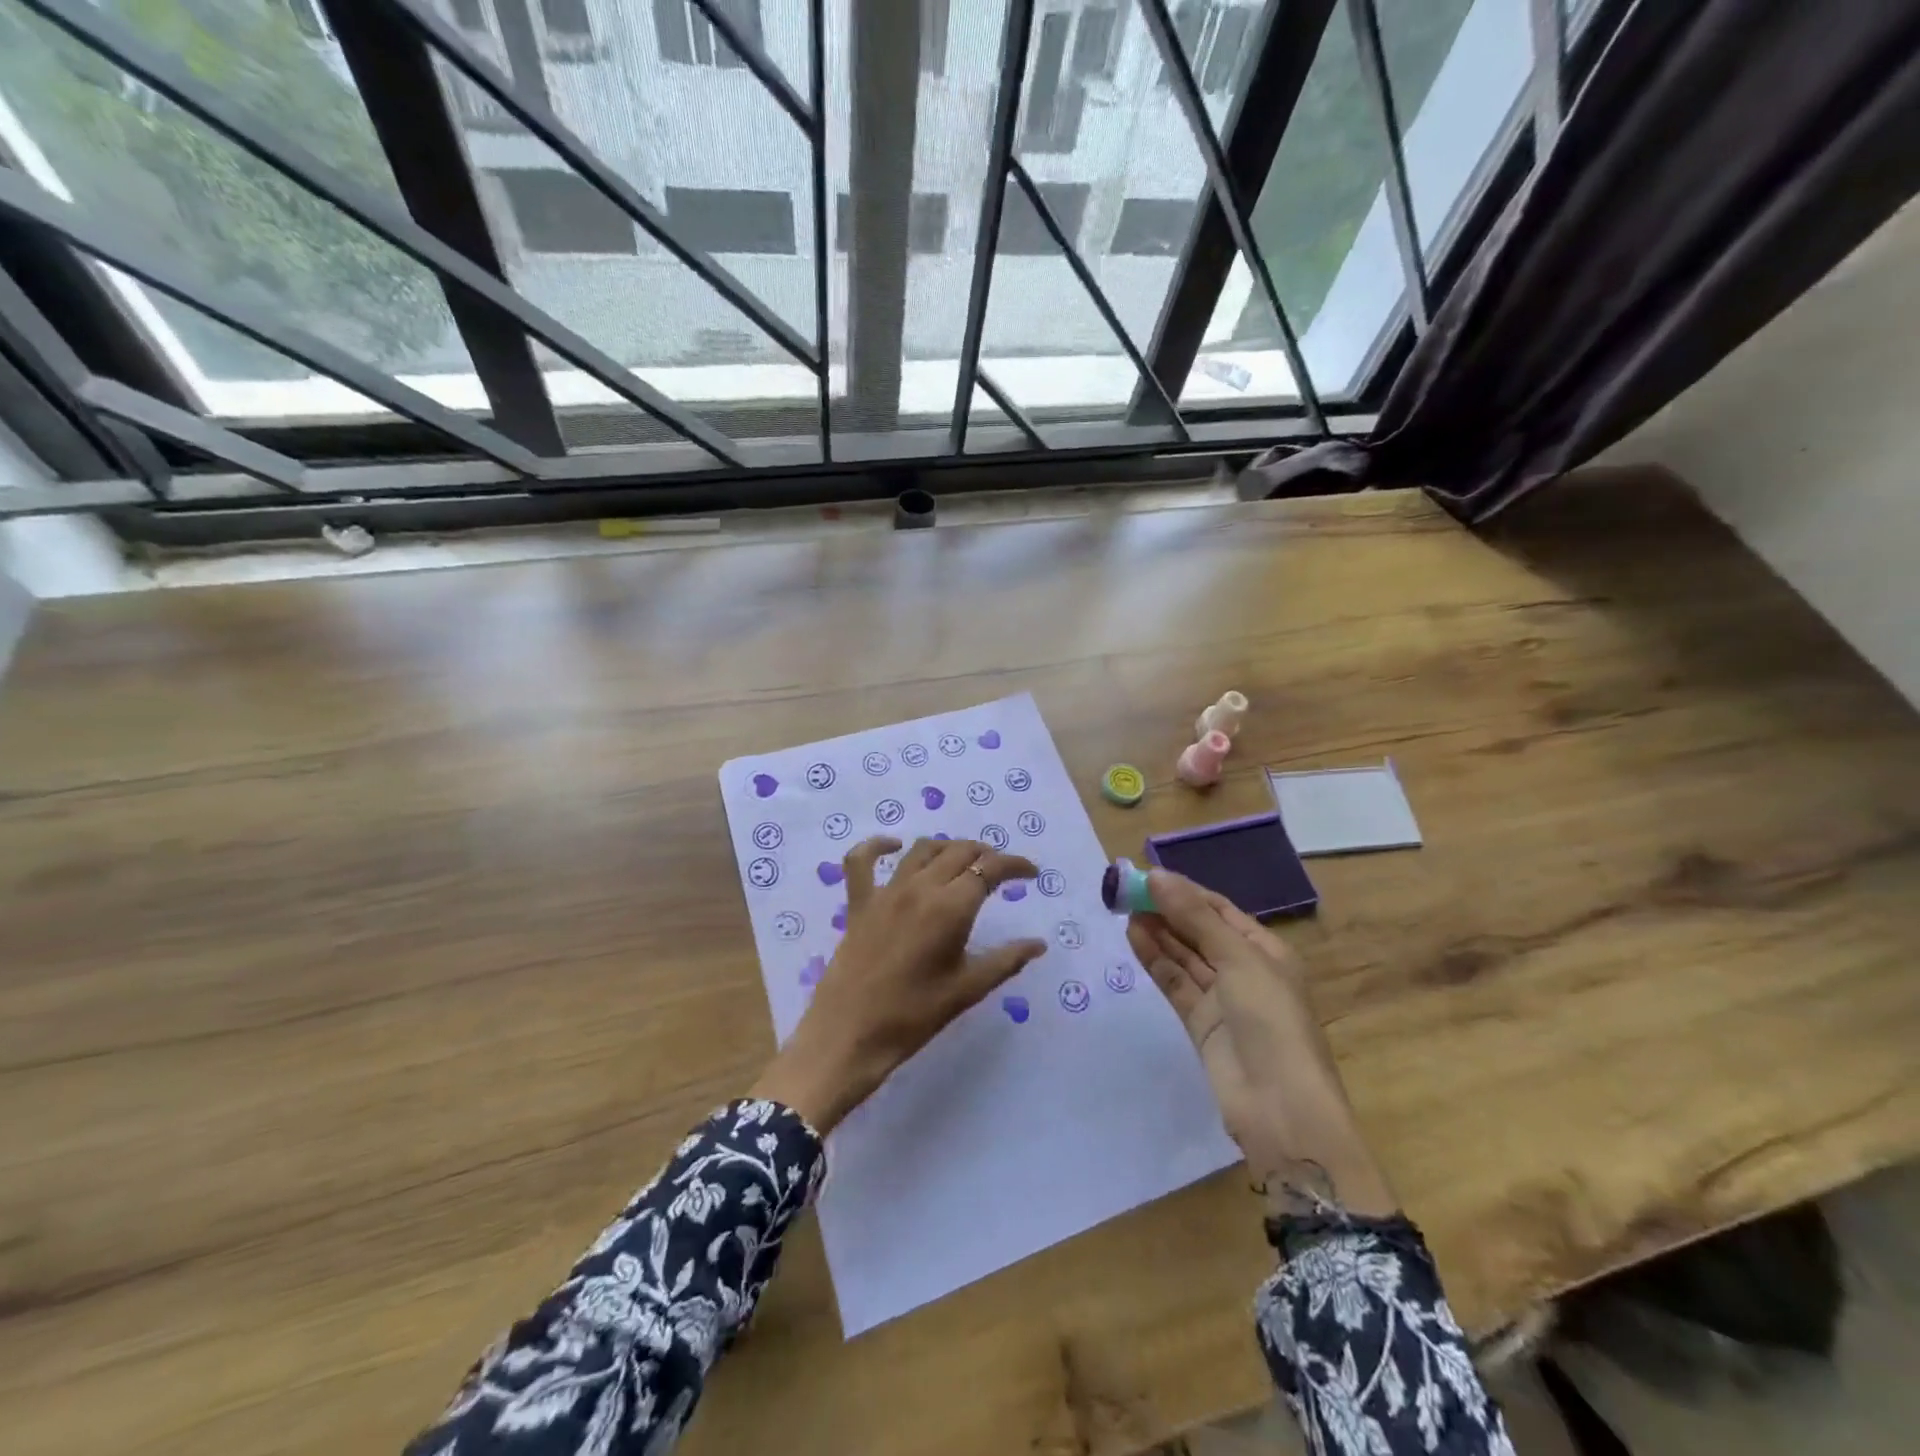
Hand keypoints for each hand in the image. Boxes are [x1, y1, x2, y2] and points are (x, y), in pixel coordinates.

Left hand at [752, 836, 1046, 1131]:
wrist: (849, 1034)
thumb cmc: (914, 1016)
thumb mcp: (967, 990)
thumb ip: (1006, 961)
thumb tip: (1038, 944)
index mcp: (950, 908)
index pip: (989, 869)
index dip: (1014, 865)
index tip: (1031, 874)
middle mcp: (919, 888)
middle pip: (958, 852)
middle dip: (986, 854)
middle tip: (1001, 871)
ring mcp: (885, 892)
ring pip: (921, 850)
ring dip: (948, 848)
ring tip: (964, 860)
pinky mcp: (859, 903)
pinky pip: (862, 860)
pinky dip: (878, 846)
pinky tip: (893, 846)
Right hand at [1128, 870, 1397, 1217]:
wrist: (1280, 1108)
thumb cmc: (1270, 1020)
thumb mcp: (1237, 959)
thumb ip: (1194, 917)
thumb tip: (1156, 876)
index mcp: (1266, 950)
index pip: (1219, 910)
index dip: (1185, 891)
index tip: (1147, 875)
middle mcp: (1244, 970)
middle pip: (1199, 931)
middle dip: (1167, 910)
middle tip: (1126, 890)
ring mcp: (1221, 998)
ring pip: (1184, 956)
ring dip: (1157, 932)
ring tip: (1123, 908)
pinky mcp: (1200, 1023)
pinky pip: (1175, 982)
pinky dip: (1155, 960)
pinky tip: (1134, 937)